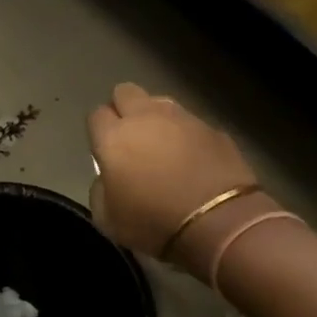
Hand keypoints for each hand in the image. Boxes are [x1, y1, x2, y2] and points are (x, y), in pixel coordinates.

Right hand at [88, 84, 271, 273]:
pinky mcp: (214, 130)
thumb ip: (100, 189)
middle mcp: (145, 118)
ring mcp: (183, 120)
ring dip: (155, 117)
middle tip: (129, 136)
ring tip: (162, 143)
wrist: (221, 225)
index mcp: (113, 138)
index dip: (98, 130)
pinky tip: (192, 158)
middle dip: (123, 108)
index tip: (104, 150)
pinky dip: (186, 135)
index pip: (96, 114)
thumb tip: (108, 177)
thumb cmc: (154, 223)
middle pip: (125, 92)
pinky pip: (191, 123)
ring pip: (160, 102)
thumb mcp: (108, 218)